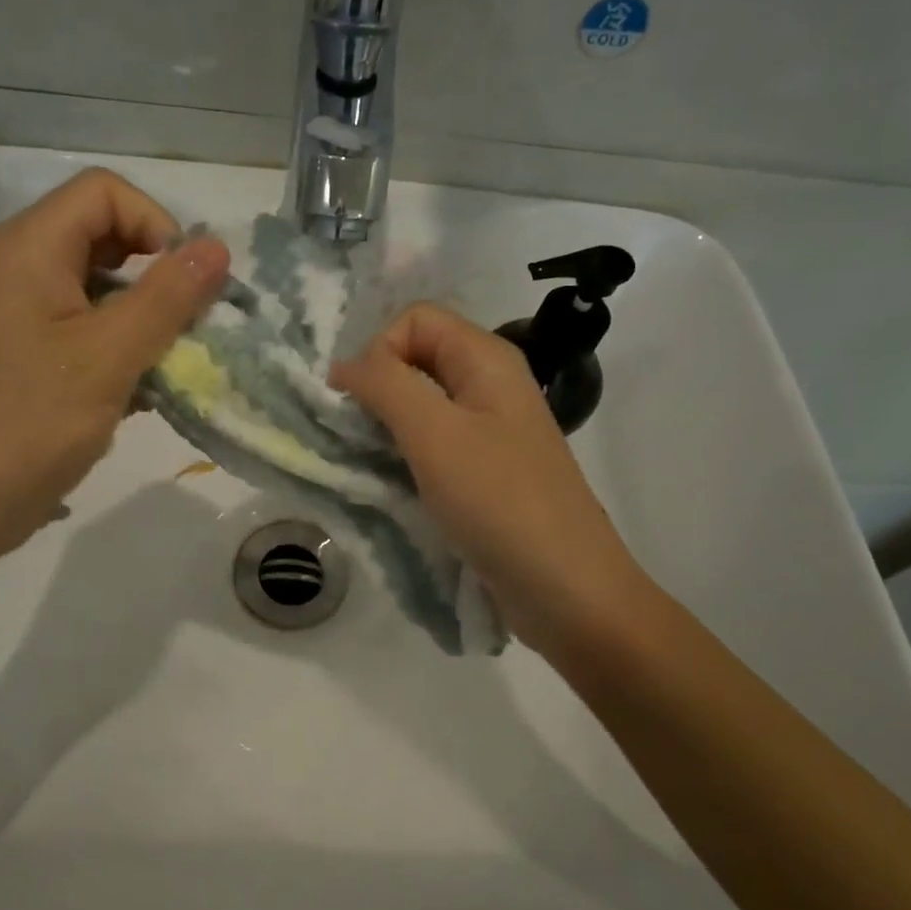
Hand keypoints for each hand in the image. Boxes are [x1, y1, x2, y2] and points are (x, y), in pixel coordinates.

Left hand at [0, 169, 228, 562]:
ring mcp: (29, 312)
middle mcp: (27, 266)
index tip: (183, 286)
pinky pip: (94, 327)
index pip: (108, 192)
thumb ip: (166, 297)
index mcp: (32, 248)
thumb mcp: (108, 357)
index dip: (157, 225)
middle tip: (185, 329)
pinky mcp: (36, 352)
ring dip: (148, 319)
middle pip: (110, 236)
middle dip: (159, 276)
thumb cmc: (29, 424)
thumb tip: (219, 247)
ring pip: (108, 287)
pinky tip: (139, 394)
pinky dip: (126, 348)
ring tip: (165, 367)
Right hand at [331, 303, 643, 661]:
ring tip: (370, 462)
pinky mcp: (484, 470)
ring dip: (387, 424)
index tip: (363, 403)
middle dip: (378, 387)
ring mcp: (490, 429)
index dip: (380, 350)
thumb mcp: (434, 434)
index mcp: (487, 359)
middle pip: (417, 358)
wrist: (566, 590)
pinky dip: (405, 453)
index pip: (415, 319)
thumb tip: (344, 366)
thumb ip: (385, 385)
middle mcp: (490, 384)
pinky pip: (433, 442)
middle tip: (358, 435)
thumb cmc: (500, 502)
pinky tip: (393, 483)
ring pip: (421, 403)